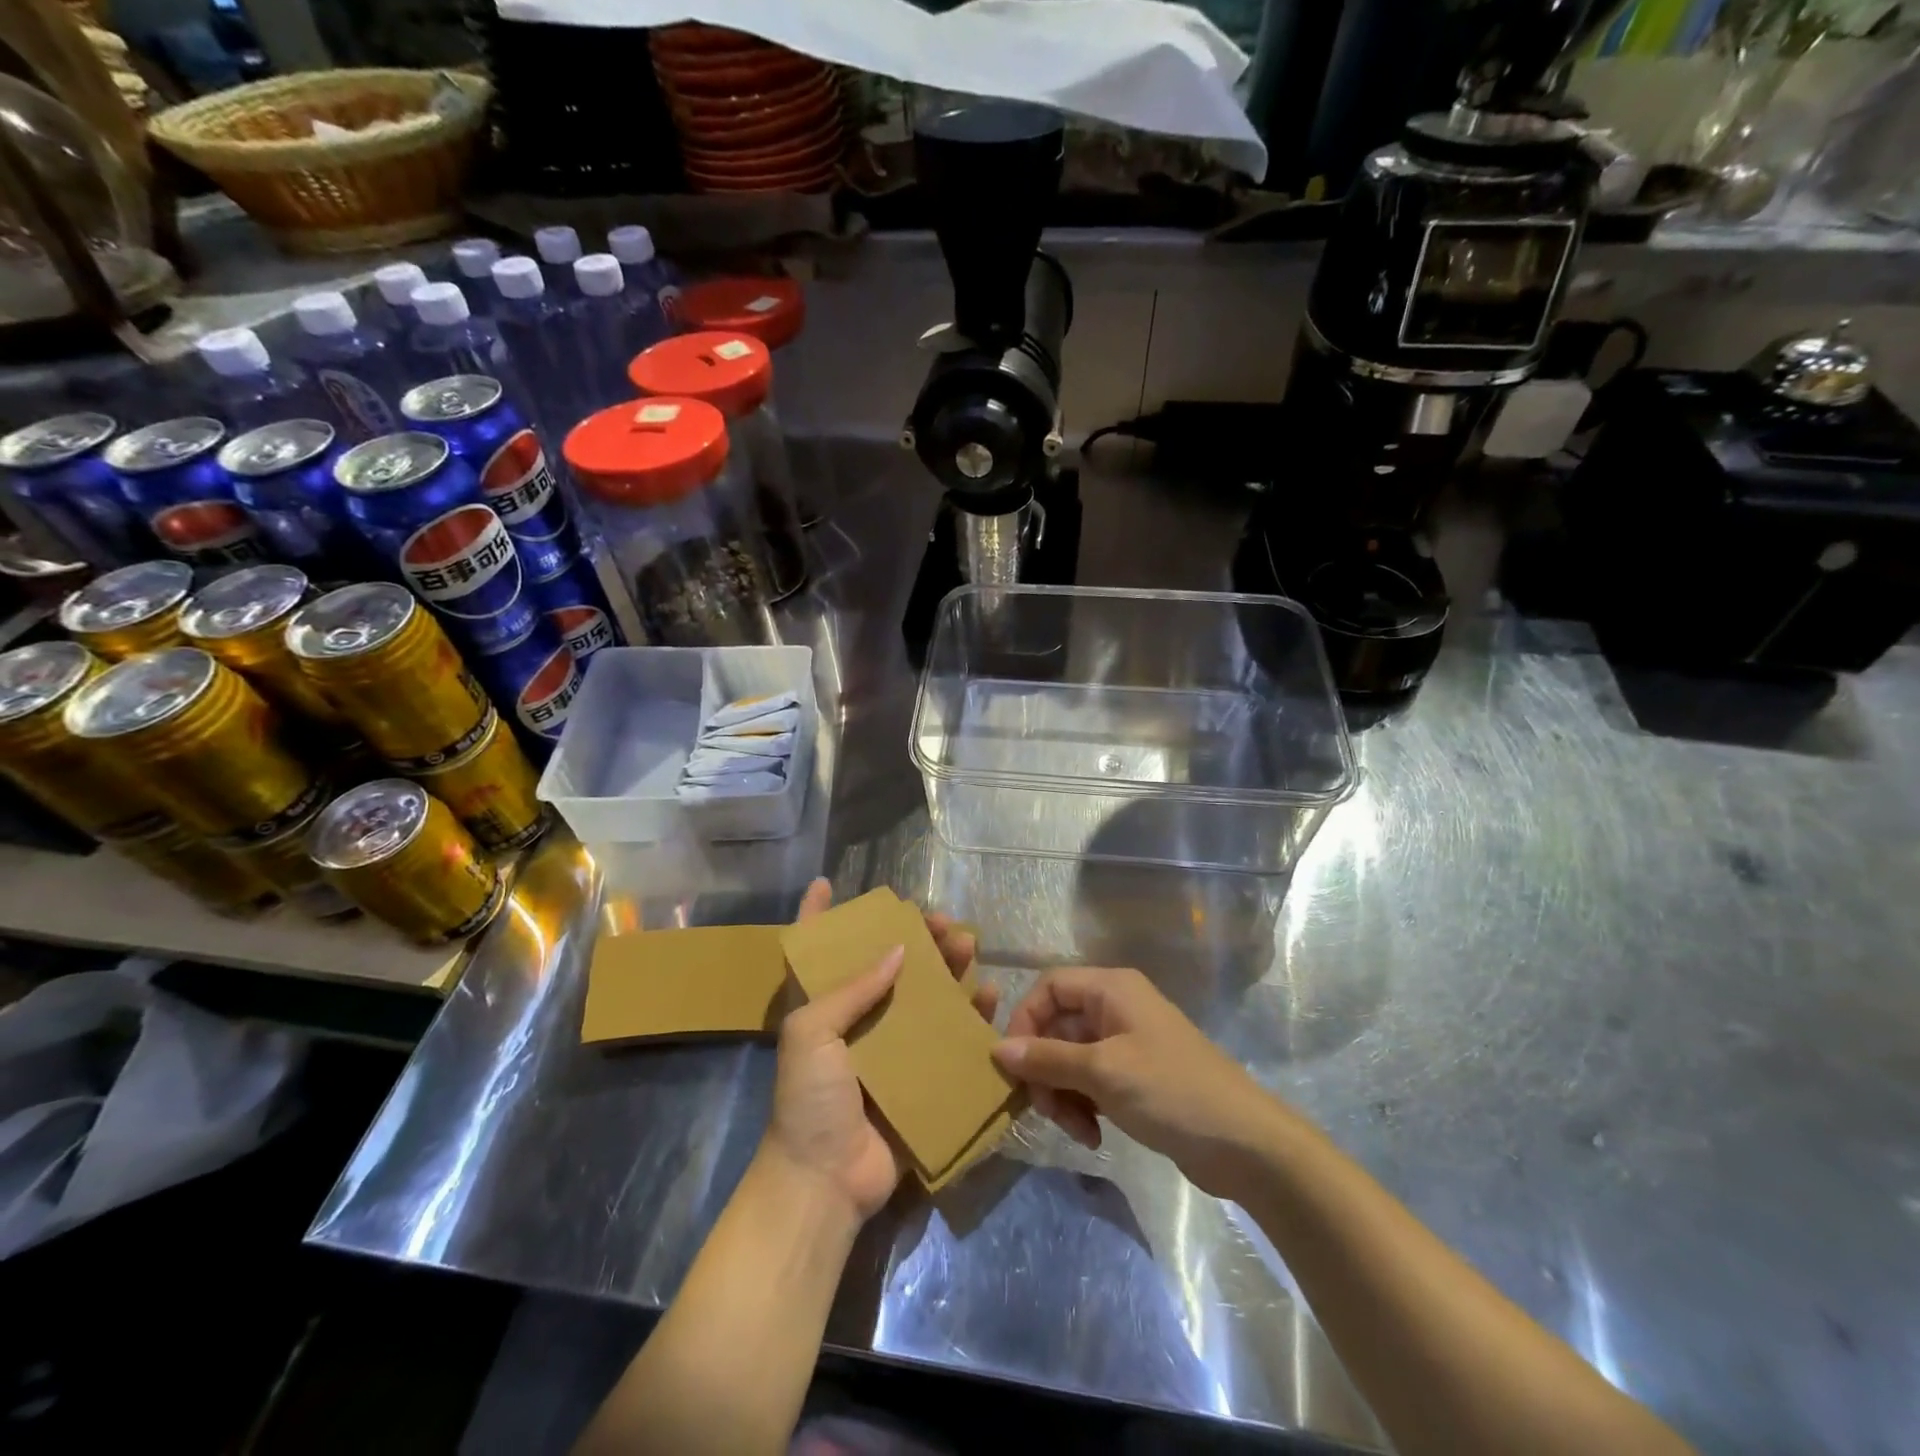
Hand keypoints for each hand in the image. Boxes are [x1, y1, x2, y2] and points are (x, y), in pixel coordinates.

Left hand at [762, 879, 995, 1222]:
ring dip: (948, 969)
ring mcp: (891, 1050)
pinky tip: (987, 996)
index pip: (813, 951)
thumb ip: (853, 989)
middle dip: (914, 938)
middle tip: (943, 921)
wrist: (825, 1181)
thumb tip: (900, 951)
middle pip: (887, 966)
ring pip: (924, 997)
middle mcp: (858, 1021)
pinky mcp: (920, 1078)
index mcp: (822, 1008)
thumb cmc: (808, 1099)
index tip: (826, 882)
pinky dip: (970, 1018)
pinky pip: (949, 1040)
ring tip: (968, 946)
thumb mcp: (812, 1032)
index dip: (816, 915)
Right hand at [991, 966, 1277, 1196]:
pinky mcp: (1135, 1077)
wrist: (1244, 1143)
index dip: (1025, 1020)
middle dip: (1045, 1068)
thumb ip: (1047, 1058)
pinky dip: (1083, 1105)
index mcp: (1111, 988)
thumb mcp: (1102, 1072)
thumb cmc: (1170, 1091)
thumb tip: (997, 1049)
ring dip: (1062, 1093)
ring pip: (1070, 1058)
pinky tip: (1093, 1136)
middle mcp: (1116, 1007)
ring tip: (1075, 1130)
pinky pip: (1091, 1081)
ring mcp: (1127, 1043)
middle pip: (1057, 1026)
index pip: (1048, 987)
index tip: (1014, 1064)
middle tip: (1044, 1109)